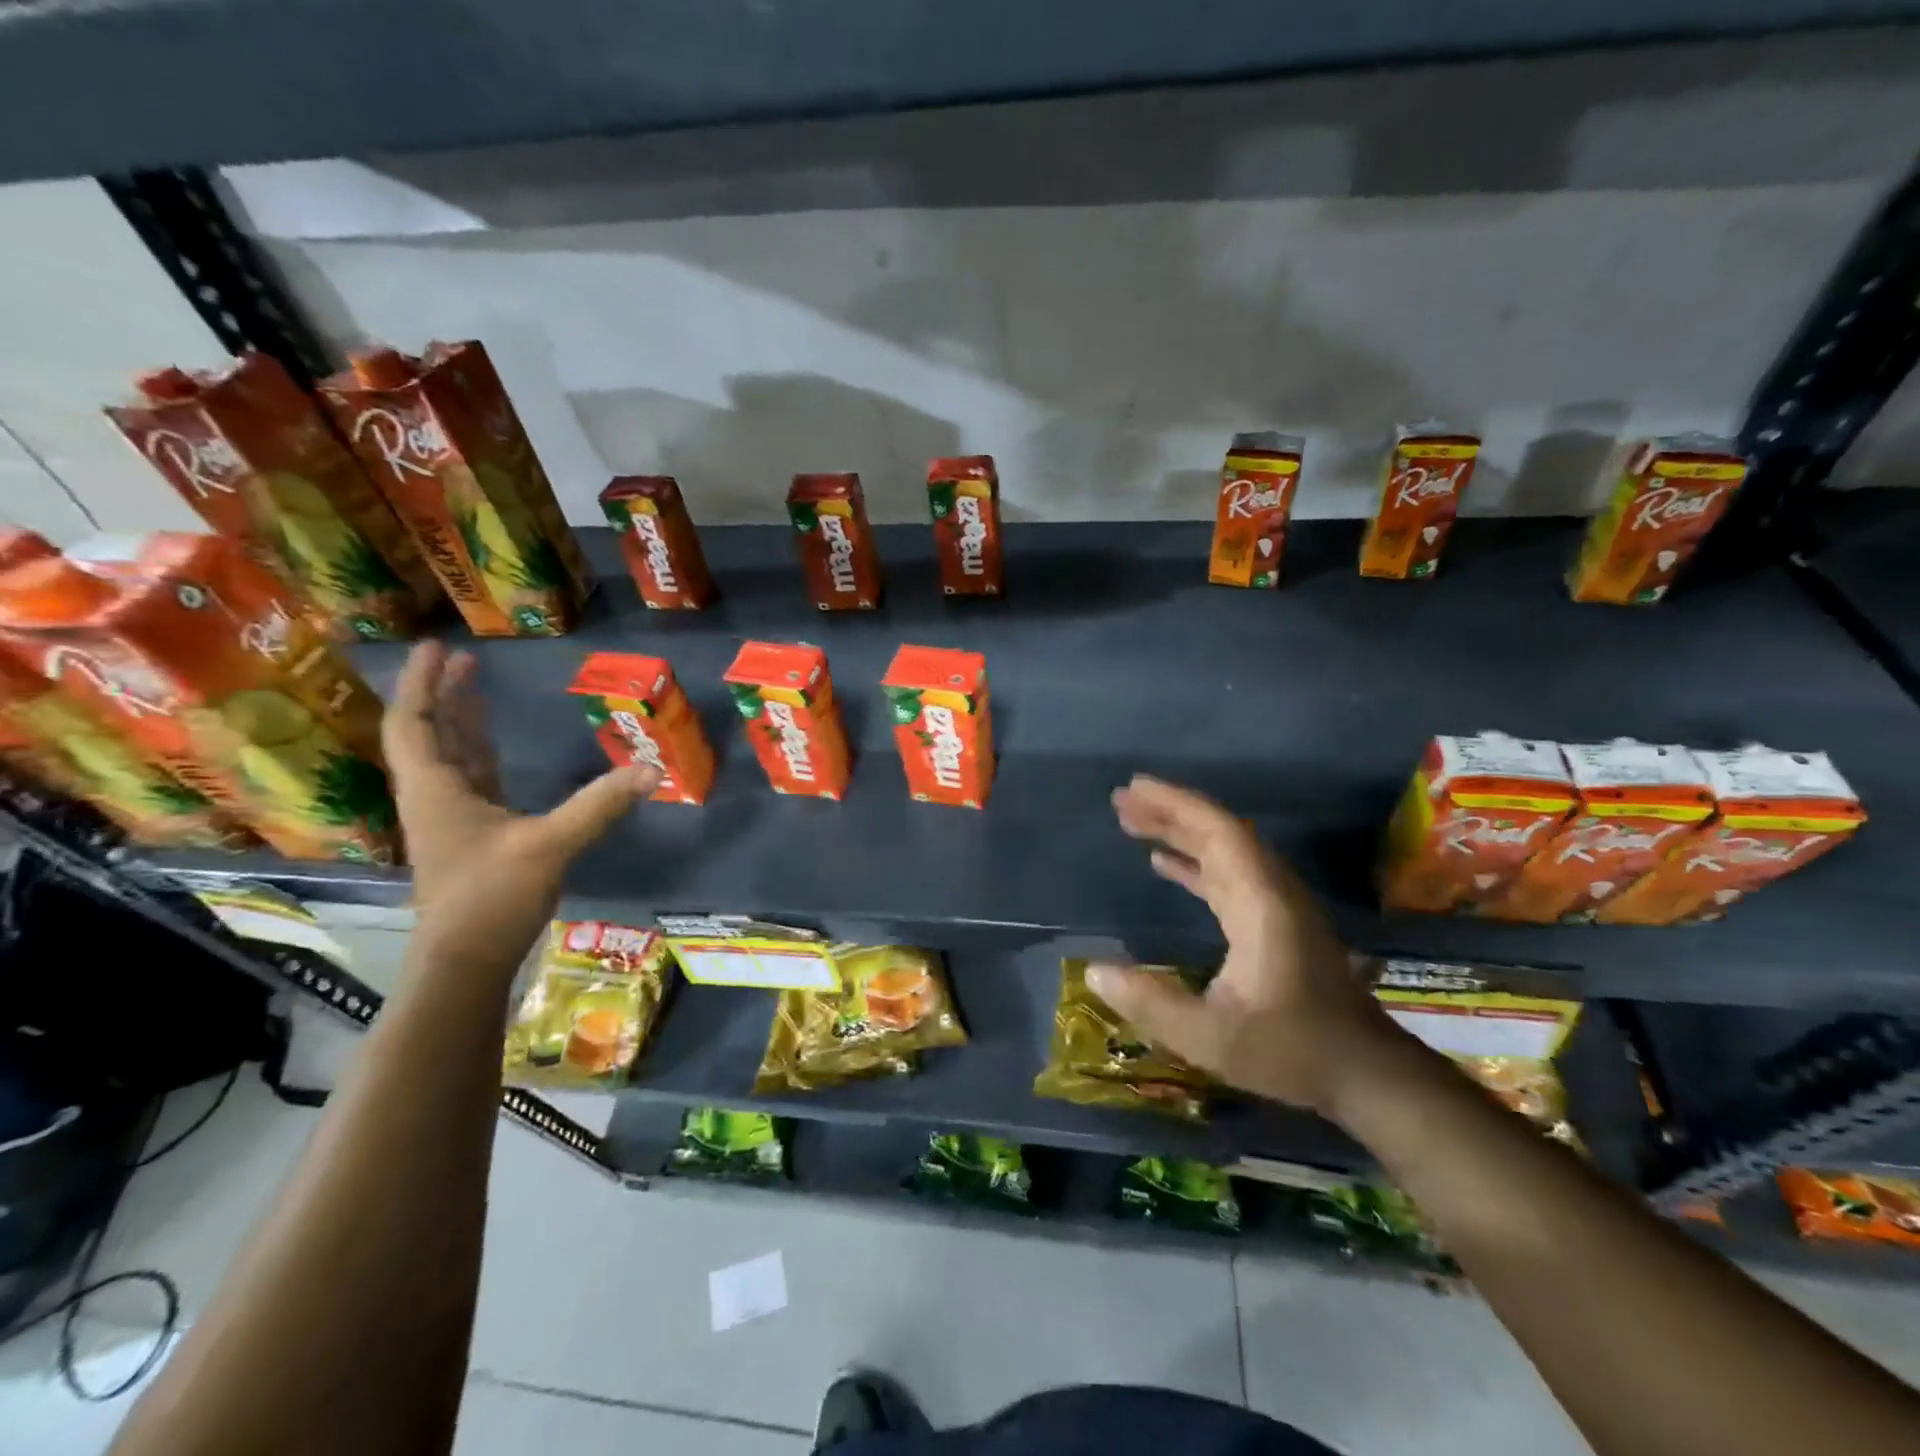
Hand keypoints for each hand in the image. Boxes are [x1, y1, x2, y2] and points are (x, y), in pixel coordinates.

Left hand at [382, 642, 659, 976]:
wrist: (466, 963)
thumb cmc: (491, 898)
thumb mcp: (549, 845)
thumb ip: (599, 805)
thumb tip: (651, 768)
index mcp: (436, 790)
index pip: (414, 724)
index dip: (420, 683)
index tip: (434, 646)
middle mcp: (437, 798)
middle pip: (429, 734)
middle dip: (442, 695)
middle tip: (462, 658)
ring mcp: (455, 819)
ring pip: (450, 757)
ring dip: (459, 721)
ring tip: (474, 686)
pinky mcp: (476, 837)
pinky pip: (474, 781)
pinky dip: (481, 754)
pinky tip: (499, 748)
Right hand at [1086, 775, 1399, 1115]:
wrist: (1367, 1076)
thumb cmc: (1293, 1051)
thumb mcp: (1212, 1038)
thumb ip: (1151, 1004)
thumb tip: (1094, 971)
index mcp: (1261, 903)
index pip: (1219, 833)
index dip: (1176, 805)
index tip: (1134, 788)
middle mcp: (1270, 892)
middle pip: (1219, 834)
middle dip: (1169, 813)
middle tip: (1121, 801)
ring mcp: (1274, 907)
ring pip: (1223, 853)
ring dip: (1179, 834)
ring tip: (1133, 823)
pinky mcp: (1273, 925)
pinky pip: (1227, 877)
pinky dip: (1193, 864)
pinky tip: (1163, 864)